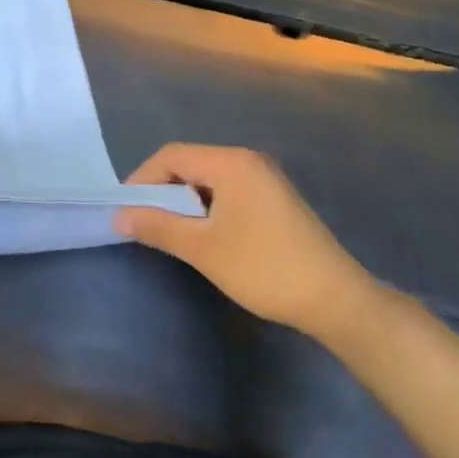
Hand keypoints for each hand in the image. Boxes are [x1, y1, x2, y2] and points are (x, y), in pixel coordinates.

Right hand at [118, 143, 379, 345]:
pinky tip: (207, 235)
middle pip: (190, 163)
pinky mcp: (276, 199)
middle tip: (145, 221)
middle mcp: (248, 160)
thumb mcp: (203, 249)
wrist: (338, 301)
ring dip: (185, 201)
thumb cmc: (264, 268)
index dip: (143, 179)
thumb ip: (158, 226)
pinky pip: (229, 190)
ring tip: (173, 232)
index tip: (126, 209)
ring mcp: (266, 178)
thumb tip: (120, 216)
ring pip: (209, 179)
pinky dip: (208, 207)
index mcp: (231, 162)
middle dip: (163, 190)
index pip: (171, 156)